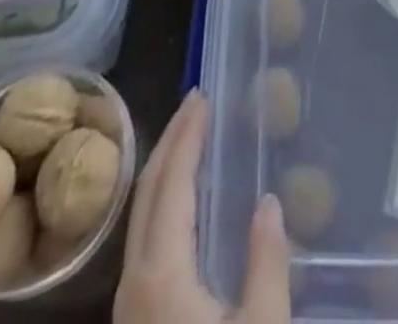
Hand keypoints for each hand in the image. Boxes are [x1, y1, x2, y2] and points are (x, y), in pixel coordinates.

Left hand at [116, 90, 290, 323]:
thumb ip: (267, 264)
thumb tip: (268, 203)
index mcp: (161, 275)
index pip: (171, 185)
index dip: (187, 137)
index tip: (204, 96)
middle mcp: (134, 281)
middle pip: (147, 192)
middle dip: (171, 140)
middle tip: (196, 101)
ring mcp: (128, 306)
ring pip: (140, 215)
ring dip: (164, 168)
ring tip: (191, 136)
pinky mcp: (134, 323)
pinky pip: (143, 238)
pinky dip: (162, 200)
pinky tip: (183, 200)